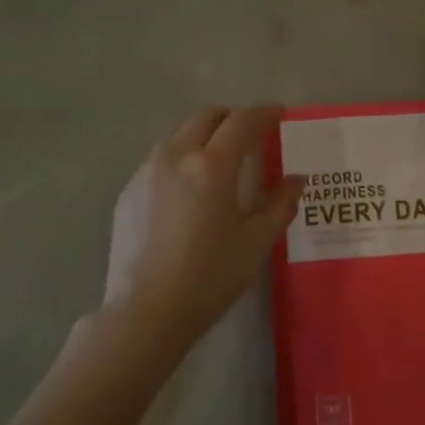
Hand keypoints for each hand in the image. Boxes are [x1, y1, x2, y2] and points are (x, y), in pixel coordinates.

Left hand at [104, 105, 306, 349]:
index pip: (242, 122)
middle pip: (206, 116)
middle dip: (232, 117)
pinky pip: (159, 158)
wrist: (145, 311)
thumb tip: (296, 180)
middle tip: (251, 133)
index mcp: (211, 166)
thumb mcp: (255, 243)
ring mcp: (146, 172)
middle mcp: (175, 156)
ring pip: (178, 133)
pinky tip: (188, 187)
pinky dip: (181, 156)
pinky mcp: (128, 191)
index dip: (264, 113)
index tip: (279, 114)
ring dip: (203, 133)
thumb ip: (279, 205)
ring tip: (219, 158)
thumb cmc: (209, 278)